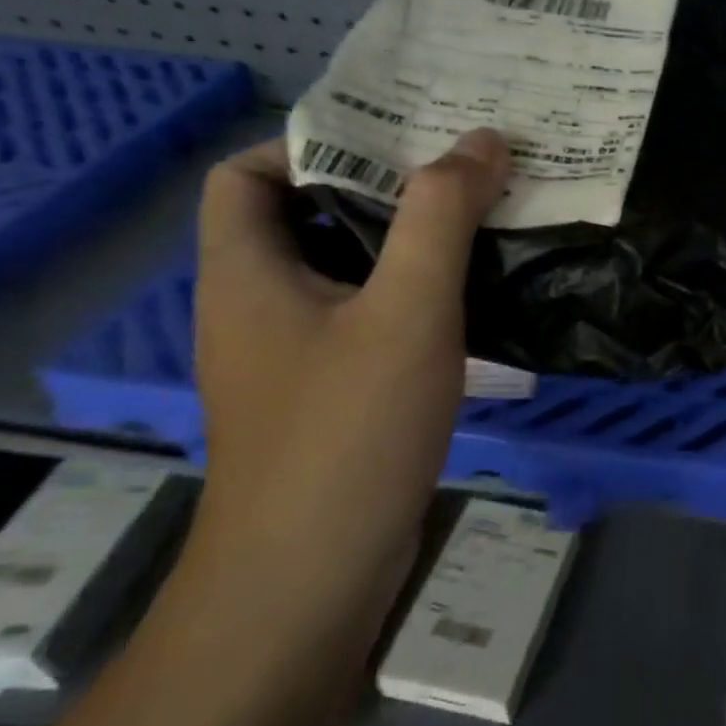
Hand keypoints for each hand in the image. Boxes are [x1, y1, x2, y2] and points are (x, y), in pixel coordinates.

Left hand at [190, 130, 509, 627]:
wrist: (311, 584)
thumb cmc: (349, 432)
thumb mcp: (408, 309)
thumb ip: (443, 217)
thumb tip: (482, 141)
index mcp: (247, 273)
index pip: (244, 175)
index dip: (309, 145)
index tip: (392, 142)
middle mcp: (258, 308)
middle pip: (305, 219)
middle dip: (381, 188)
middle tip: (459, 170)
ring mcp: (292, 358)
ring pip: (345, 272)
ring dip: (406, 243)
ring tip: (479, 220)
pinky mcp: (328, 397)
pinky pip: (366, 320)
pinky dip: (412, 297)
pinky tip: (471, 301)